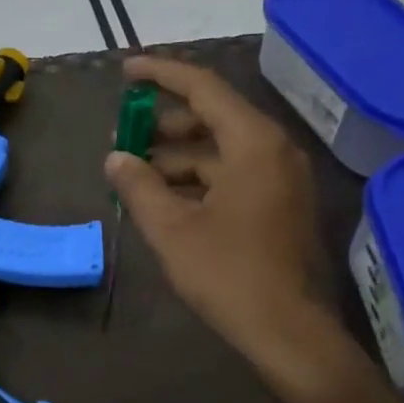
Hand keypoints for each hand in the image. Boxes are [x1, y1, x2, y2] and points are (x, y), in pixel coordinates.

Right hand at [104, 56, 367, 402]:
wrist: (287, 331)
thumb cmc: (227, 274)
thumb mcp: (170, 228)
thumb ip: (138, 185)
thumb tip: (116, 158)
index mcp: (252, 143)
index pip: (203, 88)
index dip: (161, 74)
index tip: (125, 71)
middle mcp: (273, 150)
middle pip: (212, 117)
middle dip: (162, 124)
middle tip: (121, 137)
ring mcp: (280, 178)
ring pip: (220, 149)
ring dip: (176, 156)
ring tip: (135, 176)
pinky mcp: (279, 204)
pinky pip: (232, 174)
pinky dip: (197, 178)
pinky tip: (165, 199)